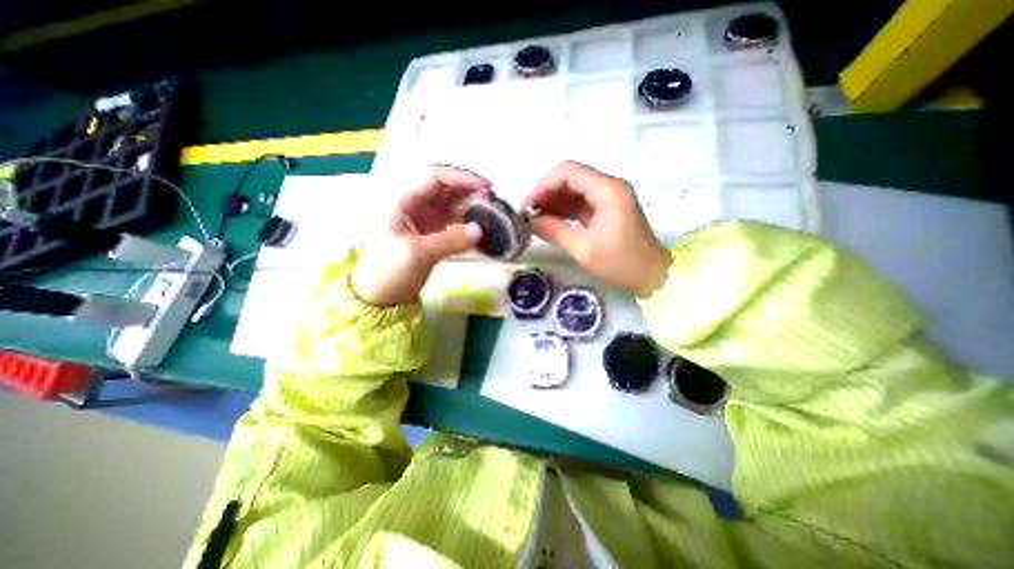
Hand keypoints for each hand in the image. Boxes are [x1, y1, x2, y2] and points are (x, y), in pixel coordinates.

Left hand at [352, 165, 489, 306]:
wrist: (381, 296)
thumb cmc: (389, 270)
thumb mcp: (417, 253)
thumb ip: (449, 240)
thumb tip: (480, 230)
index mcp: (405, 202)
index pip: (435, 178)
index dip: (461, 178)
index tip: (485, 187)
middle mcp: (416, 207)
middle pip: (447, 190)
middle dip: (470, 191)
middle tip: (493, 201)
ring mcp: (426, 222)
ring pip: (453, 206)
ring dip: (471, 207)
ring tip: (491, 214)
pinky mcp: (434, 236)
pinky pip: (455, 224)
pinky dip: (468, 225)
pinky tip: (481, 230)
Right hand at [528, 159, 670, 297]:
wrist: (652, 277)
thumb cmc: (622, 264)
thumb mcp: (584, 249)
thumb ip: (555, 231)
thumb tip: (530, 222)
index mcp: (607, 190)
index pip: (568, 172)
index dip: (544, 185)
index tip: (528, 206)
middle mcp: (609, 187)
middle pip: (570, 179)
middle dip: (546, 194)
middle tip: (528, 215)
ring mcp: (609, 198)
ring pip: (574, 191)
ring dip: (553, 203)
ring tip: (534, 220)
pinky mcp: (607, 210)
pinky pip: (580, 204)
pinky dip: (564, 211)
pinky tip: (549, 222)